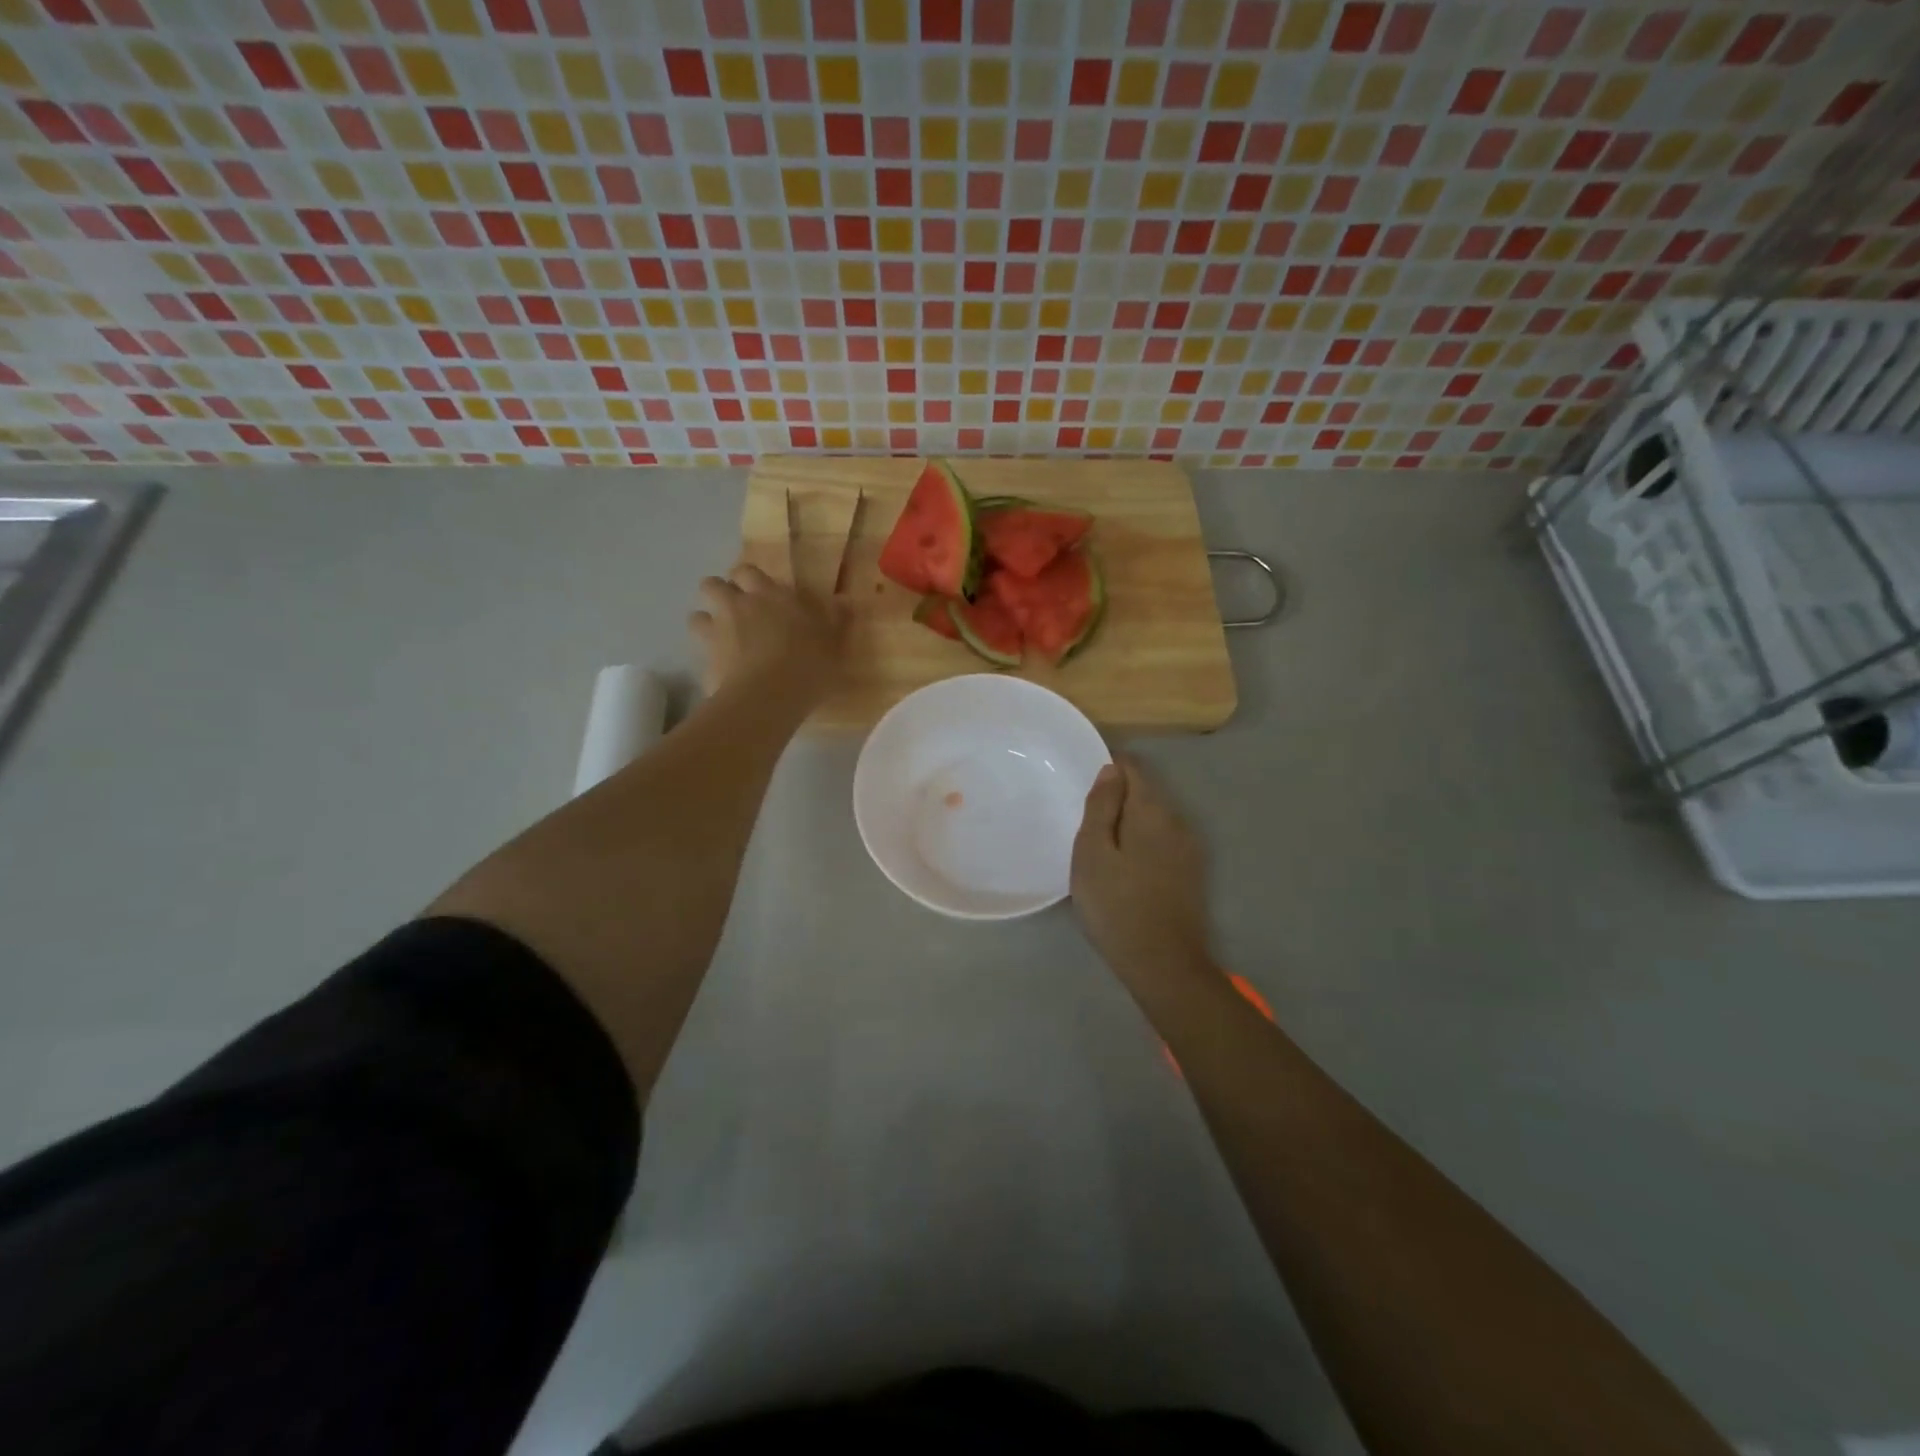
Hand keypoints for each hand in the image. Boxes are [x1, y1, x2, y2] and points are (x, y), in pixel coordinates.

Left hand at [689, 563, 846, 703]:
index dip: (748, 579)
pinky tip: (723, 673)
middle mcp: (737, 606)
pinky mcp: (704, 661)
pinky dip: (708, 659)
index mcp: (768, 595)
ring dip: (706, 623)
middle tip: (737, 612)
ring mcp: (716, 633)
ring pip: (696, 616)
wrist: (769, 697)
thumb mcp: (833, 643)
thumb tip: (845, 600)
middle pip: (712, 585)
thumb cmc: (808, 664)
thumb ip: (836, 619)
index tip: (759, 592)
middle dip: (720, 594)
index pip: (747, 571)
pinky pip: (699, 653)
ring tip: (722, 640)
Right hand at [1071, 758, 1213, 988]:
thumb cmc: (1116, 905)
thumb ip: (1102, 806)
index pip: (1132, 768)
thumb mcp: (1093, 852)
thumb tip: (1111, 769)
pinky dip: (1140, 844)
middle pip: (1144, 793)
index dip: (1107, 768)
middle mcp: (1177, 822)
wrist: (1162, 964)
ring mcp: (1188, 849)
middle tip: (1083, 823)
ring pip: (1153, 820)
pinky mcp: (1190, 874)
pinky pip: (1160, 843)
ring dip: (1128, 823)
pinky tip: (1123, 868)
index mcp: (1152, 811)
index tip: (1082, 787)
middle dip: (1116, 798)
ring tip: (1099, 847)